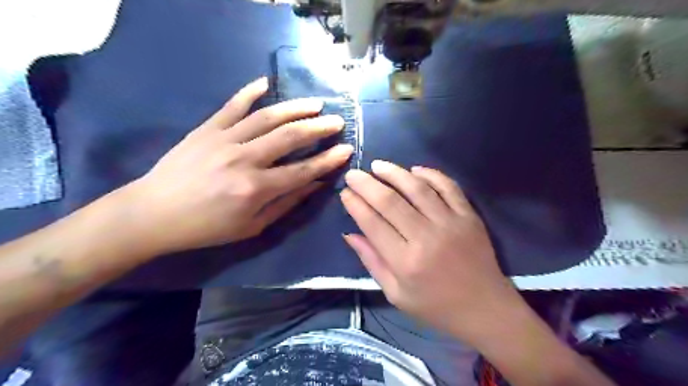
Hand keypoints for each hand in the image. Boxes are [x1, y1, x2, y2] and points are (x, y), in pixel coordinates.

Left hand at [125, 77, 351, 254]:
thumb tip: (314, 184)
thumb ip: (286, 203)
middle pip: (289, 137)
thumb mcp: (252, 226)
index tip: (346, 149)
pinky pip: (232, 105)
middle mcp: (244, 160)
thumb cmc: (207, 227)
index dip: (328, 160)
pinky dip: (249, 91)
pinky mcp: (206, 129)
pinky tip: (266, 82)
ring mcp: (224, 140)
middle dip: (318, 128)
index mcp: (256, 189)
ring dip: (295, 108)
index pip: (302, 170)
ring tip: (315, 103)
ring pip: (267, 117)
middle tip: (337, 121)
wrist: (154, 213)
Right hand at [340, 161, 517, 342]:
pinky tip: (414, 170)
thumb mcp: (396, 294)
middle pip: (390, 201)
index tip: (345, 193)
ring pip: (417, 188)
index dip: (356, 205)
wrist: (485, 309)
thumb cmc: (435, 306)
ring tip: (378, 165)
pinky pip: (448, 186)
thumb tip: (349, 234)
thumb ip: (372, 262)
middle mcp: (426, 238)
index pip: (373, 223)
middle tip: (353, 174)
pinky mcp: (469, 216)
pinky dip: (430, 174)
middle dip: (367, 184)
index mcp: (405, 262)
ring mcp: (451, 223)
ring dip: (394, 173)